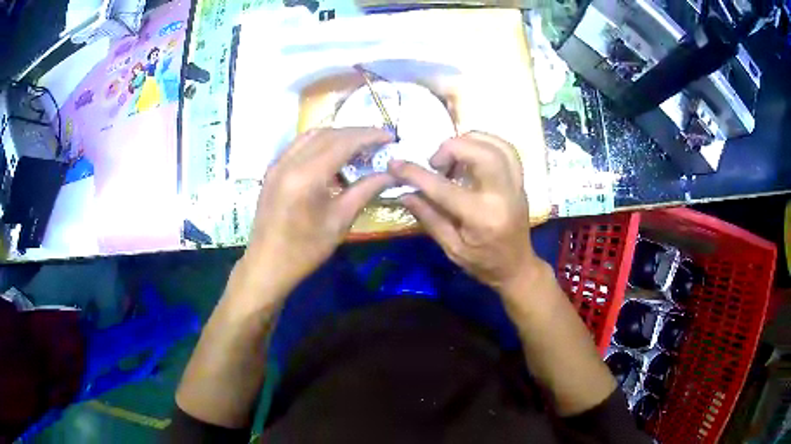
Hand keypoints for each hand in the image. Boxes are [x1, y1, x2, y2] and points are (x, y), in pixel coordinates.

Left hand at [242, 127, 394, 296]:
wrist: (267, 264)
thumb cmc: (305, 249)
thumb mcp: (340, 221)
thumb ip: (365, 190)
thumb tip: (391, 174)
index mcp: (306, 176)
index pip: (343, 142)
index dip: (369, 135)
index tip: (390, 137)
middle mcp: (289, 161)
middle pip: (328, 134)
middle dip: (356, 133)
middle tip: (378, 141)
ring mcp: (277, 164)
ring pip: (312, 136)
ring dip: (338, 135)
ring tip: (359, 146)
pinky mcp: (273, 170)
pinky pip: (299, 145)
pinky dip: (320, 143)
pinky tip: (333, 156)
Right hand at [389, 132, 543, 295]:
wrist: (517, 267)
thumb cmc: (483, 263)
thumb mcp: (451, 249)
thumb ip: (429, 218)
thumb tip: (405, 193)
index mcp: (481, 218)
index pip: (444, 189)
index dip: (416, 174)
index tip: (396, 164)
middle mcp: (502, 196)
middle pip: (482, 154)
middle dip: (452, 148)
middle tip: (436, 162)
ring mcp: (516, 186)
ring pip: (497, 146)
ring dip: (470, 140)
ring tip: (453, 153)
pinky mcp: (521, 181)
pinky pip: (508, 150)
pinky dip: (487, 142)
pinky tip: (471, 150)